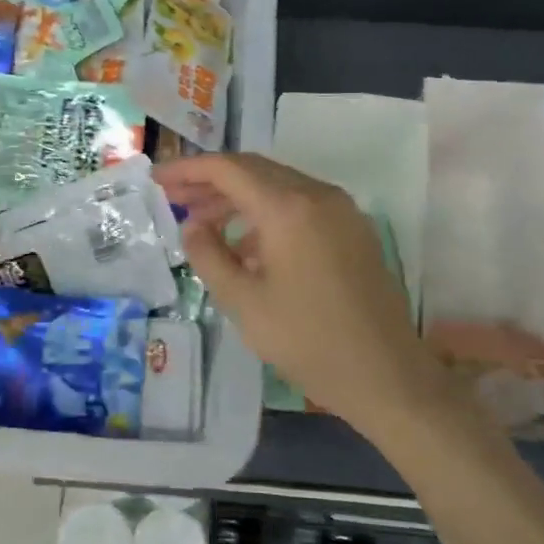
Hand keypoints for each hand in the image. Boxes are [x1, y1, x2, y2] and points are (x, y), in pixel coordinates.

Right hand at [153, 153, 441, 434]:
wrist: (386, 375)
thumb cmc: (308, 341)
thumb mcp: (243, 302)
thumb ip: (209, 255)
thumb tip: (193, 226)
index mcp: (288, 207)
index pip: (228, 169)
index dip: (188, 170)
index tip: (157, 180)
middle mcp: (318, 195)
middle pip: (254, 170)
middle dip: (211, 182)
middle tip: (175, 199)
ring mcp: (341, 210)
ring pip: (279, 186)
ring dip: (239, 198)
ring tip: (203, 222)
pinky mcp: (353, 229)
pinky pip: (301, 205)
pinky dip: (268, 213)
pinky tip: (247, 244)